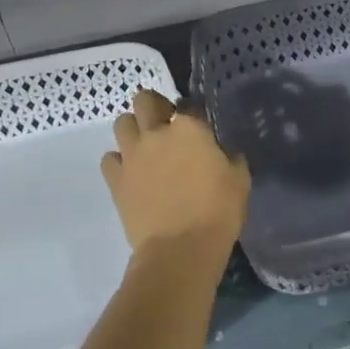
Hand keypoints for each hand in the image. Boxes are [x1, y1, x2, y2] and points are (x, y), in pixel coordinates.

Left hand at [100, 89, 249, 253]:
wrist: (180, 249)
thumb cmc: (218, 211)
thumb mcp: (239, 179)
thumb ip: (229, 157)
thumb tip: (221, 153)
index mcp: (190, 128)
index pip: (188, 105)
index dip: (193, 113)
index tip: (199, 126)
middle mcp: (156, 132)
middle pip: (144, 100)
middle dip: (154, 106)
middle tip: (165, 123)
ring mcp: (132, 155)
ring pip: (122, 123)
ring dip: (133, 129)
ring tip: (145, 146)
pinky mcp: (115, 179)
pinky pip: (109, 158)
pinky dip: (119, 161)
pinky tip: (131, 172)